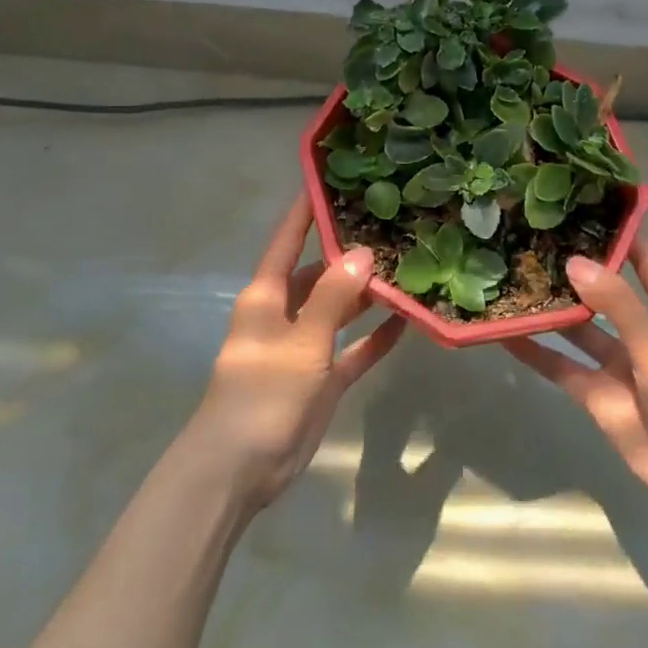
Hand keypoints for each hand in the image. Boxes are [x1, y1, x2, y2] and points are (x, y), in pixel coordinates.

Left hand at [187, 194, 405, 508]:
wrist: (240, 469)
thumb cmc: (262, 394)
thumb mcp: (301, 341)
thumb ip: (332, 297)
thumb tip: (362, 253)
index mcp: (266, 295)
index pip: (287, 240)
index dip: (305, 210)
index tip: (329, 178)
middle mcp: (284, 313)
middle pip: (319, 272)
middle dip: (349, 253)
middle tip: (390, 227)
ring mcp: (304, 347)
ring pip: (338, 309)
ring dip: (366, 295)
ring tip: (406, 269)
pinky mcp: (320, 378)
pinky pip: (352, 348)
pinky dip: (373, 338)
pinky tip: (406, 322)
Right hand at [505, 239, 647, 523]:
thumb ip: (617, 305)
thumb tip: (574, 262)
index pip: (645, 260)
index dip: (621, 234)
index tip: (586, 206)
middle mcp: (641, 329)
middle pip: (604, 290)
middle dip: (575, 269)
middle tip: (533, 240)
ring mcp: (616, 362)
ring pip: (578, 328)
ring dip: (552, 309)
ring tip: (513, 279)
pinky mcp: (595, 393)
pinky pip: (561, 366)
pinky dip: (536, 352)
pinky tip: (505, 334)